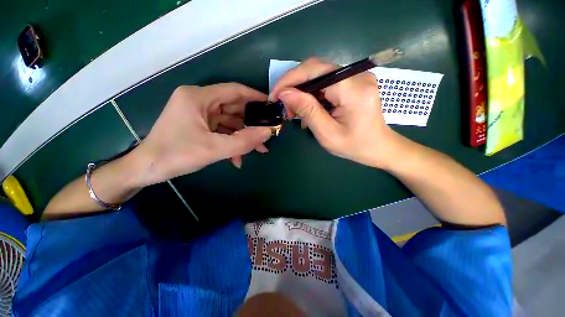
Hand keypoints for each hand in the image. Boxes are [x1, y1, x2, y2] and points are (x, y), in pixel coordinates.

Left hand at [135, 83, 271, 185]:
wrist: (147, 169)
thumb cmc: (176, 155)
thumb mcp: (214, 149)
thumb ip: (244, 141)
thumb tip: (268, 132)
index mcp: (198, 97)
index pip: (234, 91)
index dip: (255, 97)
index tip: (271, 106)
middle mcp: (199, 101)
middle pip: (234, 108)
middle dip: (251, 124)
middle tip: (266, 134)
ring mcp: (199, 113)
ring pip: (230, 121)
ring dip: (243, 136)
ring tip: (258, 150)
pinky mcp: (199, 125)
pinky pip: (221, 130)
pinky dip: (231, 142)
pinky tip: (237, 158)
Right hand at [271, 58, 401, 168]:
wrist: (379, 147)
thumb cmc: (355, 146)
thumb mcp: (327, 133)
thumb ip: (307, 111)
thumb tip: (285, 93)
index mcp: (353, 89)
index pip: (314, 70)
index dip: (289, 80)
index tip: (274, 95)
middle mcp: (357, 75)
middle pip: (316, 69)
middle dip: (294, 86)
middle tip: (284, 106)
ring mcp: (357, 77)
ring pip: (319, 75)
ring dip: (302, 91)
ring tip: (294, 111)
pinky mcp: (354, 82)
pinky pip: (326, 82)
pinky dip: (313, 94)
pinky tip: (308, 109)